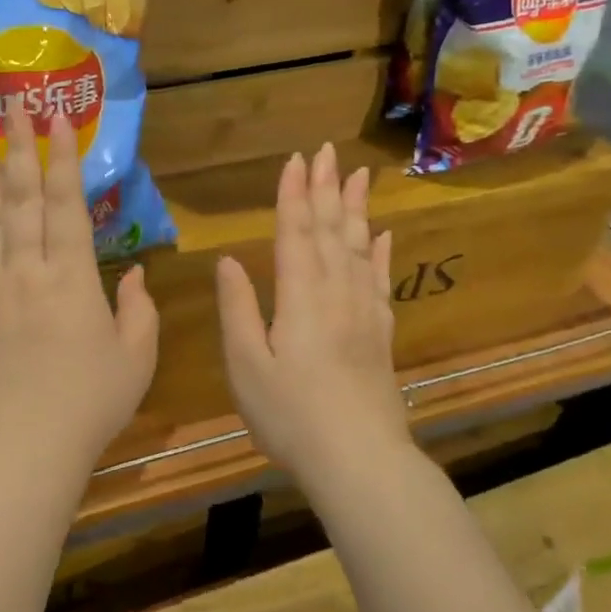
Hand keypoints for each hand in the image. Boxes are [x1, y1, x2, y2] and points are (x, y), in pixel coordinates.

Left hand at [0, 102, 157, 467]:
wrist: (25, 448)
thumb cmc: (91, 402)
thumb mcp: (136, 356)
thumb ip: (139, 308)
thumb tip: (138, 273)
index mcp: (72, 276)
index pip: (66, 204)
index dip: (63, 158)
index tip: (57, 118)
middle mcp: (27, 271)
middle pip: (21, 199)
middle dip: (20, 148)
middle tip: (14, 105)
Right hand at [215, 145, 411, 481]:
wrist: (359, 460)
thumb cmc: (290, 415)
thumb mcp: (246, 365)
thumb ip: (237, 308)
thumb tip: (228, 260)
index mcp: (300, 296)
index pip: (296, 231)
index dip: (294, 194)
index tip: (296, 159)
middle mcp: (336, 292)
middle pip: (330, 229)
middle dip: (326, 187)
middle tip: (328, 150)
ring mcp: (364, 311)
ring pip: (359, 247)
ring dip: (356, 208)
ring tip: (360, 175)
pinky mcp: (380, 333)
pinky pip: (380, 281)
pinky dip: (380, 254)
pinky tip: (382, 236)